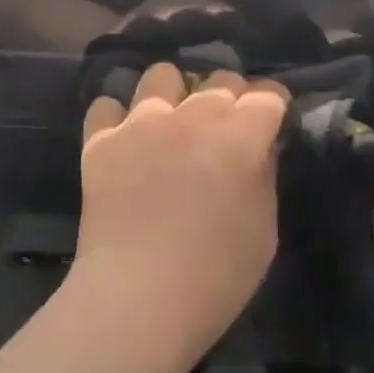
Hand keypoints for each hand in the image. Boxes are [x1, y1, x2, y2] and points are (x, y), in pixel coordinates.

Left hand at [77, 63, 288, 361]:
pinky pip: (107, 105)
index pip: (266, 96)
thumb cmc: (215, 276)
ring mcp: (141, 122)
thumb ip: (264, 175)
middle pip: (219, 80)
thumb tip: (260, 145)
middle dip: (230, 97)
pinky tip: (125, 140)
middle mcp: (190, 116)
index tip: (270, 120)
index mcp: (238, 138)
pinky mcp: (101, 139)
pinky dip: (118, 118)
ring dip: (173, 94)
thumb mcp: (264, 231)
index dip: (272, 105)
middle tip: (225, 128)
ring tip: (171, 122)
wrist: (137, 297)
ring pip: (161, 75)